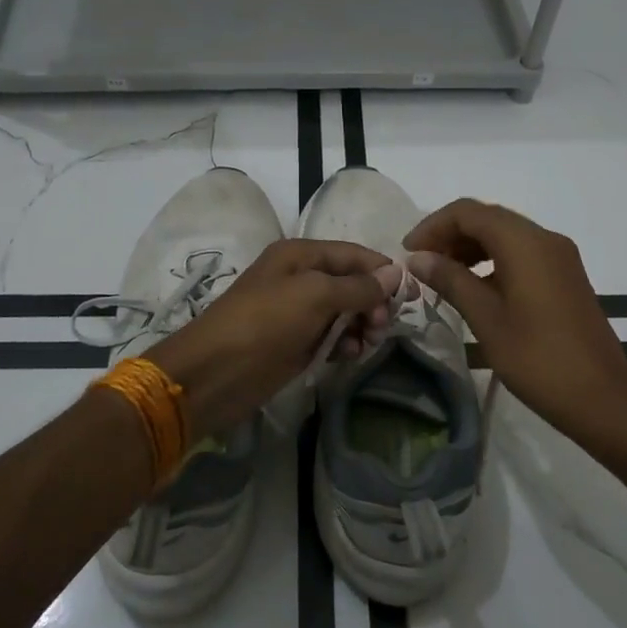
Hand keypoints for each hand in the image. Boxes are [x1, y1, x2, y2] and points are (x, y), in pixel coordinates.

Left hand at [151, 239, 394, 440]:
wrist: (215, 373)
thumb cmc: (264, 323)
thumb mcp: (314, 295)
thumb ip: (357, 286)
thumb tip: (395, 275)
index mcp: (301, 254)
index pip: (354, 254)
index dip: (383, 272)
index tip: (411, 297)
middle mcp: (300, 277)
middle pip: (352, 282)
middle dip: (373, 301)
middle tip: (382, 326)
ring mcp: (298, 312)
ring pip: (345, 312)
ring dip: (362, 325)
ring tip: (367, 343)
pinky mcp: (296, 342)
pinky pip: (332, 336)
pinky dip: (345, 343)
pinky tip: (349, 355)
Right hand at [405, 199, 626, 450]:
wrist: (603, 399)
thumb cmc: (538, 359)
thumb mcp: (486, 319)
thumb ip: (451, 280)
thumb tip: (418, 258)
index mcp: (525, 243)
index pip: (469, 212)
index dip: (433, 226)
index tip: (408, 253)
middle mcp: (545, 239)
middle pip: (487, 218)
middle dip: (450, 235)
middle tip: (421, 265)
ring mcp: (559, 257)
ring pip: (505, 235)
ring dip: (470, 247)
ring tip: (442, 277)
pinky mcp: (565, 276)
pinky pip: (521, 253)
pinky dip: (492, 260)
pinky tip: (474, 288)